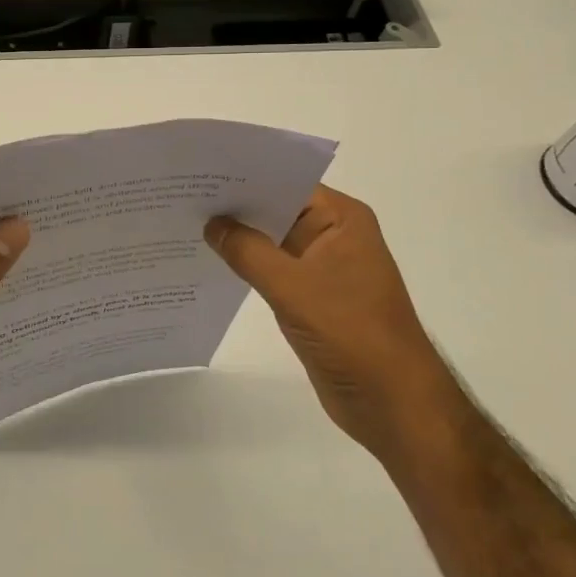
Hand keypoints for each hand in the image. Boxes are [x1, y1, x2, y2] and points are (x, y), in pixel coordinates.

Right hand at [206, 185, 465, 462]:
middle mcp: (332, 234)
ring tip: (186, 222)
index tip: (199, 173)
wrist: (393, 404)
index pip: (286, 181)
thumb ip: (247, 251)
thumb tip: (211, 223)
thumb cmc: (351, 334)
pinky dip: (245, 263)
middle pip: (276, 208)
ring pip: (270, 239)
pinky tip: (210, 260)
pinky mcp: (311, 295)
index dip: (244, 176)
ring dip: (237, 236)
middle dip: (234, 205)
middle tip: (182, 195)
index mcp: (341, 219)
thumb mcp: (292, 287)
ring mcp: (322, 265)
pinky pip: (271, 268)